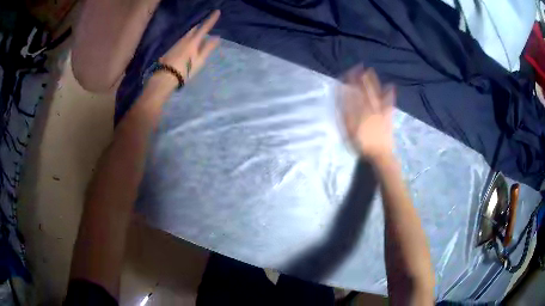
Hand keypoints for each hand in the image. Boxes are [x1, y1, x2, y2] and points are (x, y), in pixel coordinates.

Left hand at [159, 10, 220, 83]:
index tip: (217, 11)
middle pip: (194, 29)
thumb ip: (208, 48)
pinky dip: (188, 37)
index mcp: (193, 41)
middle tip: (206, 23)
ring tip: (199, 32)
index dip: (211, 19)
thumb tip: (216, 37)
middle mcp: (184, 39)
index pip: (204, 27)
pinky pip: (183, 39)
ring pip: (188, 33)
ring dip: (194, 31)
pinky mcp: (172, 49)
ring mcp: (177, 43)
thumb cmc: (185, 70)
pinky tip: (189, 42)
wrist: (165, 77)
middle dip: (201, 25)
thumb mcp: (199, 61)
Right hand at [340, 67, 395, 160]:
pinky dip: (390, 94)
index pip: (352, 93)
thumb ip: (345, 113)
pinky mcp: (387, 116)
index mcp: (359, 111)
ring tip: (370, 71)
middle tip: (358, 66)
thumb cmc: (361, 144)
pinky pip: (389, 103)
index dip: (349, 82)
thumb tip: (341, 98)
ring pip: (375, 93)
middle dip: (360, 78)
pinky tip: (391, 86)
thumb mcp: (348, 130)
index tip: (346, 72)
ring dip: (373, 82)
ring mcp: (380, 111)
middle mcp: (370, 107)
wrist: (379, 154)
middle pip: (364, 90)